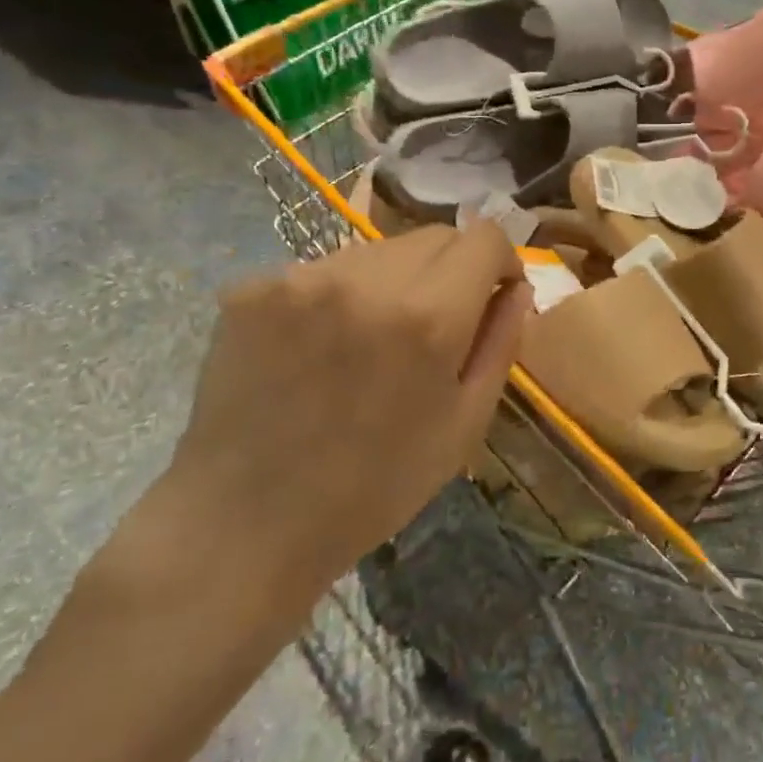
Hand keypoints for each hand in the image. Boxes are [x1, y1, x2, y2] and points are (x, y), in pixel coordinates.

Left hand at [114, 224, 529, 632]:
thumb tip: (517, 287)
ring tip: (369, 342)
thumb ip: (501, 343)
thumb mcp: (464, 426)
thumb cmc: (374, 487)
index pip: (484, 237)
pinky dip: (337, 297)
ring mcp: (300, 278)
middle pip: (432, 236)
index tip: (490, 298)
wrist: (245, 525)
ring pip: (376, 251)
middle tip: (431, 328)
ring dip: (391, 281)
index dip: (499, 262)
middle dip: (449, 271)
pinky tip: (317, 350)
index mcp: (428, 315)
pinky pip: (321, 271)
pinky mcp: (252, 288)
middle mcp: (365, 278)